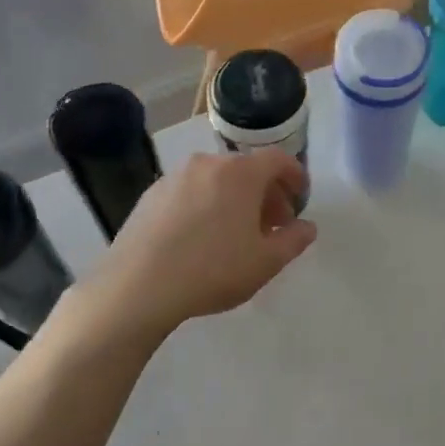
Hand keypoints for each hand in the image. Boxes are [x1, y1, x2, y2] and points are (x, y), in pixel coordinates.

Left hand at [92, 149, 315, 337]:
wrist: (138, 285)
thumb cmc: (213, 270)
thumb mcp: (266, 262)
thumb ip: (294, 240)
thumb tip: (306, 227)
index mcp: (241, 173)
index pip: (278, 160)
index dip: (295, 176)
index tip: (300, 197)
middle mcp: (208, 164)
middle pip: (246, 170)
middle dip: (265, 193)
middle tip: (272, 225)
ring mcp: (174, 177)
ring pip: (216, 180)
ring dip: (234, 199)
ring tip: (235, 234)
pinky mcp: (150, 195)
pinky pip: (190, 192)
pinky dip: (205, 205)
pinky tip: (200, 238)